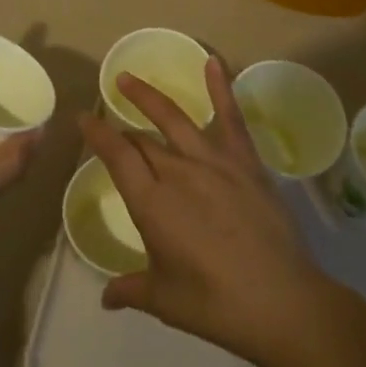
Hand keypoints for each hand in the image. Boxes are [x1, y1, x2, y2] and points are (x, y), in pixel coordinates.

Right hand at [78, 58, 326, 366]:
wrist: (282, 303)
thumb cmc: (216, 305)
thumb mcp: (165, 299)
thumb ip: (132, 289)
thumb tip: (107, 297)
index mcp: (152, 203)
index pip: (116, 156)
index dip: (97, 134)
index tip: (83, 118)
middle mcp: (178, 172)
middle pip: (142, 141)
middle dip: (121, 131)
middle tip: (108, 124)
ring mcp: (214, 163)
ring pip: (174, 120)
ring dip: (149, 98)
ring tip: (129, 79)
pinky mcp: (246, 163)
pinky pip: (231, 119)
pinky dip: (220, 88)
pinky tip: (213, 62)